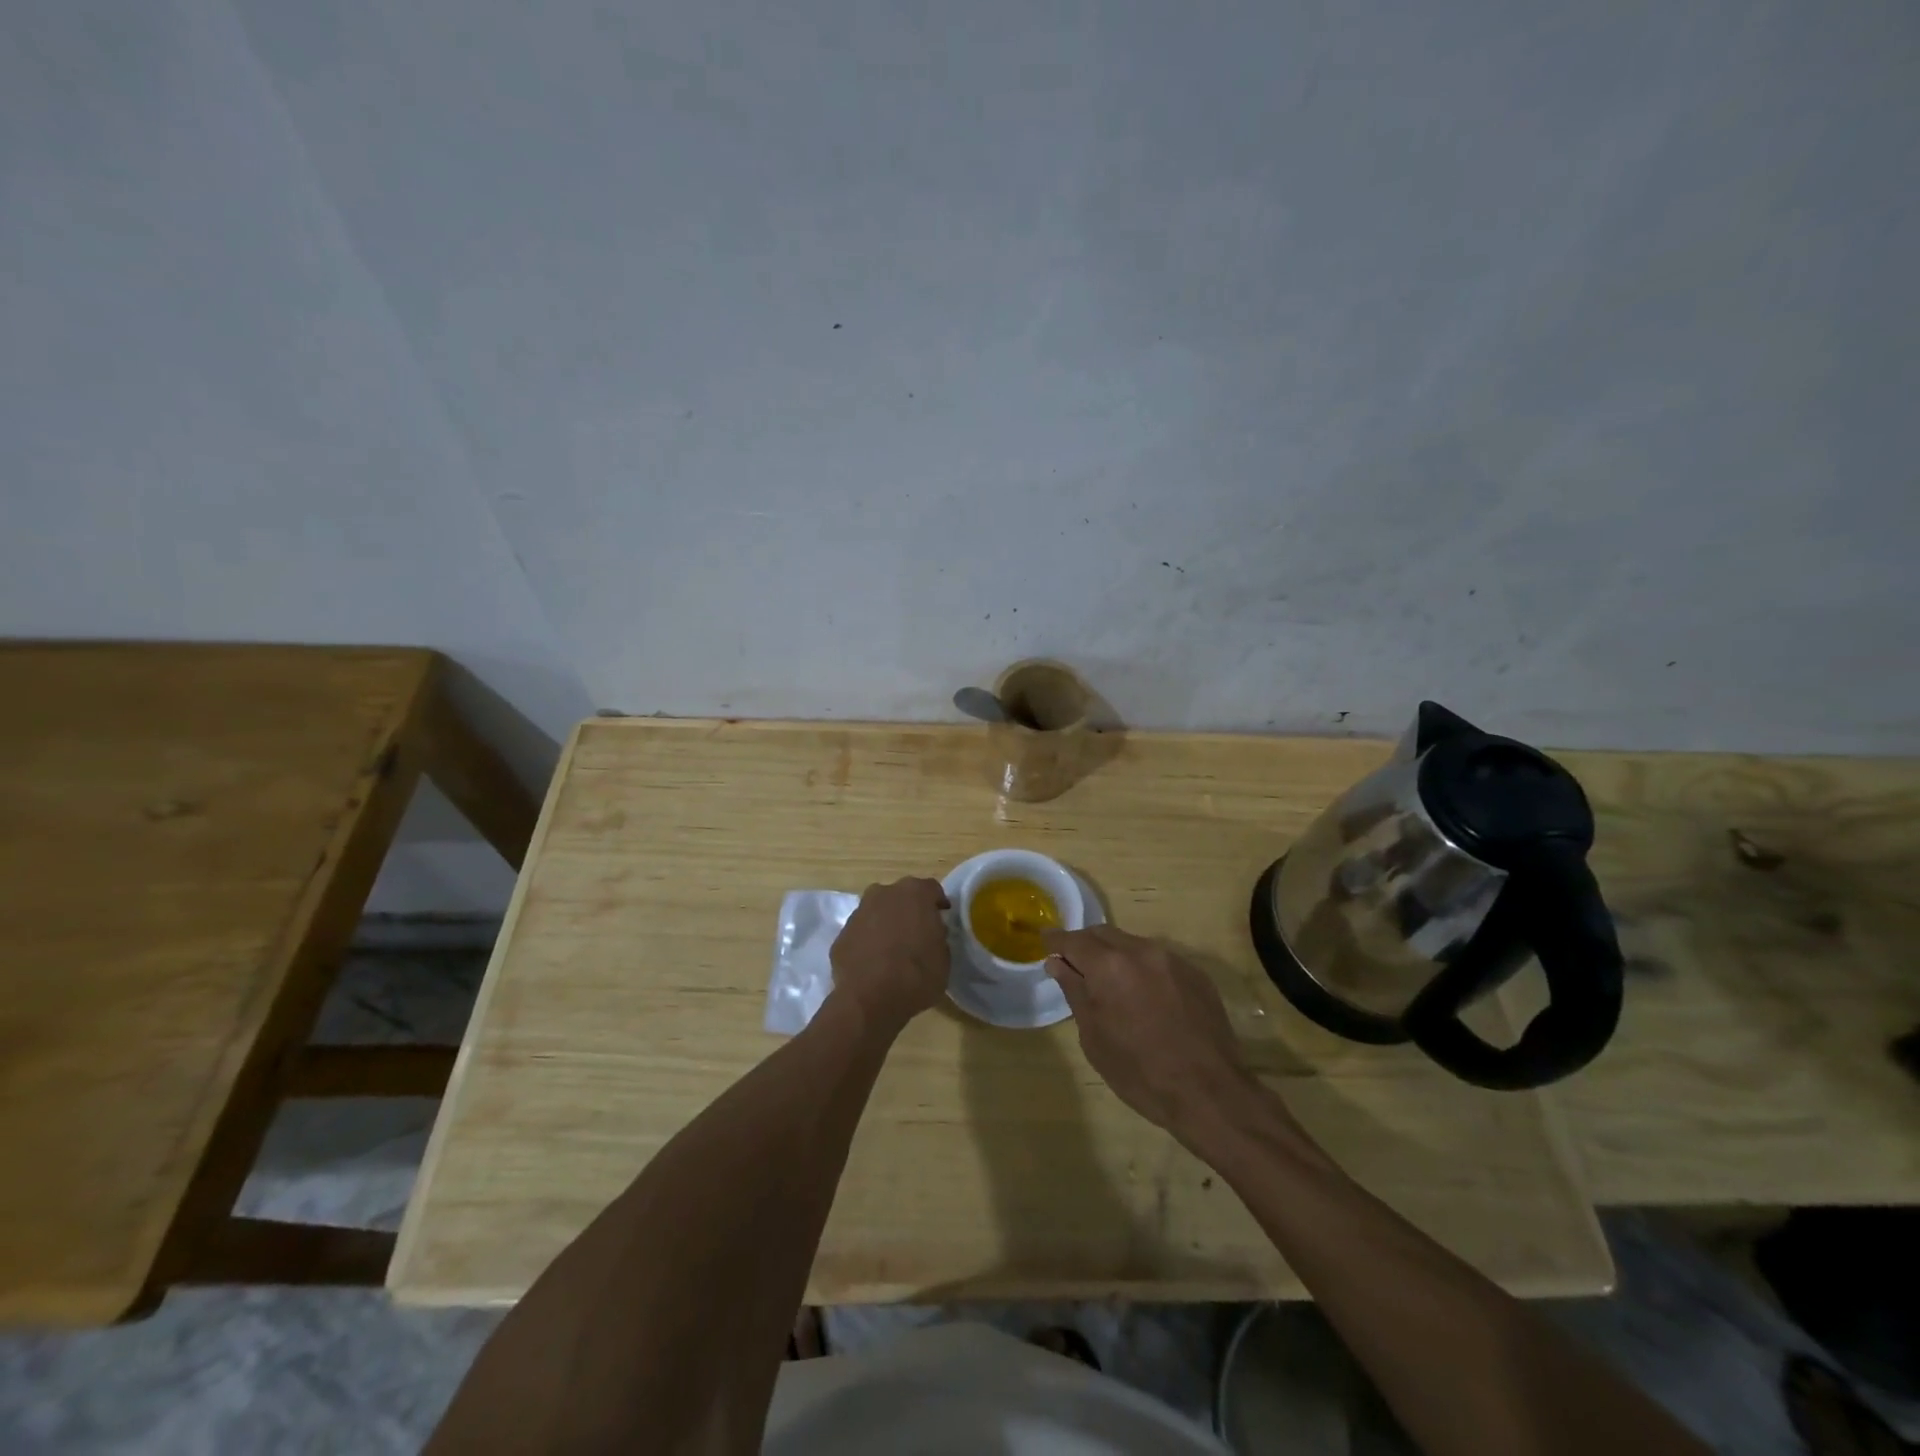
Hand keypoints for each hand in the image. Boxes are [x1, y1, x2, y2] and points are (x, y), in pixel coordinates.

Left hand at [829, 877, 952, 1030]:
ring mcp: (858, 913)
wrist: (871, 999)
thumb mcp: (944, 956)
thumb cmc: (917, 975)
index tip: (942, 918)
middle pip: (900, 897)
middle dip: (908, 911)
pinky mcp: (841, 936)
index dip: (937, 904)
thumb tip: (930, 933)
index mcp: (914, 893)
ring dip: (885, 925)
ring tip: (893, 952)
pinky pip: (860, 935)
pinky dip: (867, 944)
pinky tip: (873, 965)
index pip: (931, 889)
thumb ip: (937, 936)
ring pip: (876, 913)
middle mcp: (884, 894)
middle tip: (917, 934)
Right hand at [1043, 926, 1264, 1142]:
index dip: (1056, 940)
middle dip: (1086, 945)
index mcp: (1109, 966)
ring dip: (1116, 956)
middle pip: (1104, 934)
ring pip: (1133, 944)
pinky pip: (1159, 960)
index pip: (1073, 940)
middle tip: (1075, 965)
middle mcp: (1141, 951)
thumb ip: (1075, 992)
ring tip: (1111, 983)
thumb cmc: (1140, 1072)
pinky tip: (1145, 996)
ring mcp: (1172, 960)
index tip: (1045, 941)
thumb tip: (1057, 963)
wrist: (1210, 1093)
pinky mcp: (1196, 974)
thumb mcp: (1094, 1037)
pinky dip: (1143, 968)